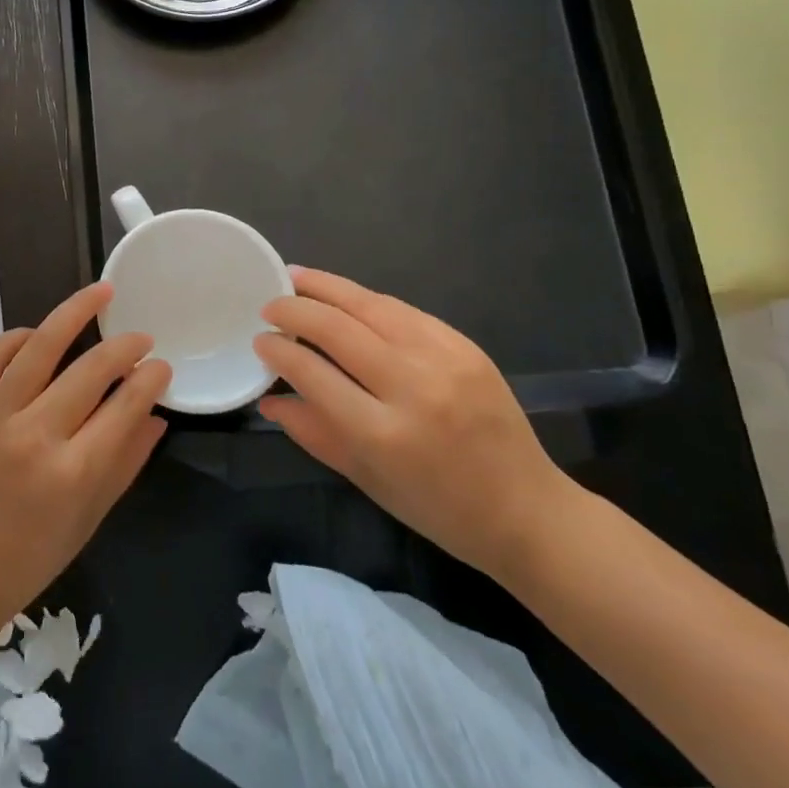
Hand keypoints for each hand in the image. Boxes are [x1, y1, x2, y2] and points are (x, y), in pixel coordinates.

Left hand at [0, 282, 170, 636]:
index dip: (150, 378)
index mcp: (72, 474)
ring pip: (40, 346)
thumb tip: (156, 412)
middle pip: (90, 370)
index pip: (124, 406)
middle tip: (140, 336)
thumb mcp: (91, 516)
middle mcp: (33, 437)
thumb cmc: (33, 553)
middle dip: (124, 346)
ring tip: (101, 292)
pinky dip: (20, 337)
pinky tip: (40, 334)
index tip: (161, 365)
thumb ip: (127, 461)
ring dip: (75, 312)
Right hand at [255, 267, 576, 581]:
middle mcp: (412, 388)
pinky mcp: (465, 345)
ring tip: (296, 276)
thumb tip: (268, 399)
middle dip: (294, 309)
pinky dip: (366, 300)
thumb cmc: (438, 509)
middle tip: (269, 305)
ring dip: (326, 287)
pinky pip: (403, 310)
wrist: (528, 511)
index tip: (260, 341)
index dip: (279, 351)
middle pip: (337, 328)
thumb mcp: (366, 479)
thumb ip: (313, 433)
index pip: (313, 373)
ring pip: (370, 305)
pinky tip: (345, 296)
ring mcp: (444, 360)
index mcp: (383, 434)